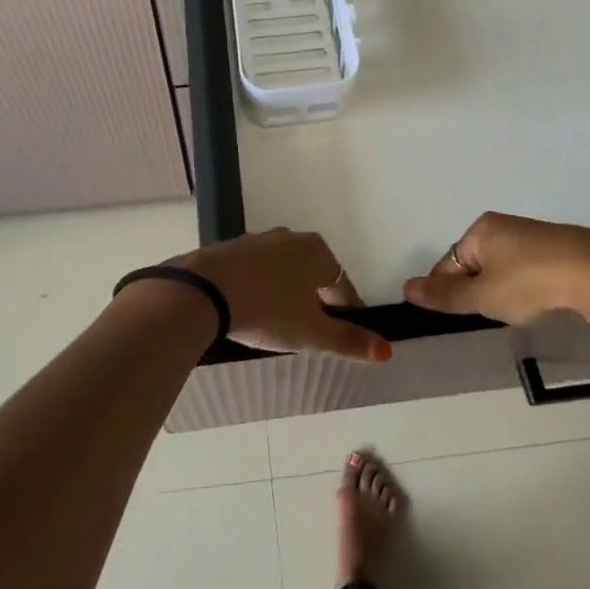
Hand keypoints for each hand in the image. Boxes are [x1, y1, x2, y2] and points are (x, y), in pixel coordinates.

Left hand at [181, 229, 388, 361]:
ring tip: (275, 325)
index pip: (343, 285)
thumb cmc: (268, 310)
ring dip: (284, 294)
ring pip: (282, 272)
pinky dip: (257, 289)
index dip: (345, 313)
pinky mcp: (229, 249)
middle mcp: (290, 237)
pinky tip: (248, 311)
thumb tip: (386, 351)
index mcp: (317, 251)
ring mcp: (257, 240)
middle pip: (312, 275)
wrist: (203, 291)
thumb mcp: (312, 333)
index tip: (339, 336)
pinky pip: (254, 272)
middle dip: (313, 302)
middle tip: (306, 334)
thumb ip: (349, 341)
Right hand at [402, 212, 589, 347]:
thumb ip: (445, 296)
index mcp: (481, 229)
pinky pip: (532, 268)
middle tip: (491, 314)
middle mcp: (505, 225)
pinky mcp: (563, 248)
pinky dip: (530, 285)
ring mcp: (536, 234)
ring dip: (505, 289)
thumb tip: (406, 288)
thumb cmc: (530, 283)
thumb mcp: (482, 296)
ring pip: (506, 266)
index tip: (458, 314)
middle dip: (479, 289)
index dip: (449, 290)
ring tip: (518, 311)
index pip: (450, 262)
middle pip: (477, 262)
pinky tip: (542, 301)